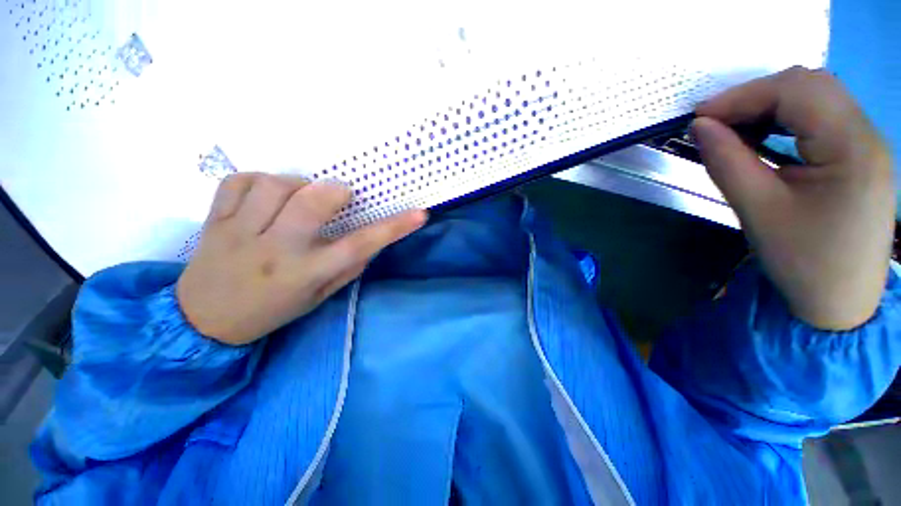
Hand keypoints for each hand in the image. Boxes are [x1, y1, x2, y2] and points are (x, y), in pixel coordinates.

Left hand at [176, 174, 426, 344]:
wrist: (205, 320)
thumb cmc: (273, 310)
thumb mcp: (320, 296)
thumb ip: (349, 266)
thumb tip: (372, 240)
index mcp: (308, 273)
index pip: (361, 245)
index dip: (394, 227)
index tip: (419, 214)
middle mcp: (277, 250)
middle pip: (312, 202)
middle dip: (335, 191)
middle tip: (339, 196)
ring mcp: (240, 232)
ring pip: (275, 185)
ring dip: (296, 185)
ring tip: (297, 198)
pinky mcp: (214, 220)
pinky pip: (239, 181)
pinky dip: (259, 181)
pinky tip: (264, 195)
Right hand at [693, 66, 895, 329]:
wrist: (840, 302)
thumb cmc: (803, 262)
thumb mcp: (757, 211)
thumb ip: (727, 162)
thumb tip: (700, 126)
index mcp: (852, 148)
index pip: (796, 92)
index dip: (743, 96)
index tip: (699, 117)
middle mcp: (867, 134)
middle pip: (810, 84)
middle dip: (756, 95)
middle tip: (714, 121)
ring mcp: (866, 144)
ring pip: (817, 96)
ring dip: (770, 104)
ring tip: (735, 127)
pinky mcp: (859, 155)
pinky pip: (821, 117)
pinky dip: (786, 118)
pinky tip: (764, 136)